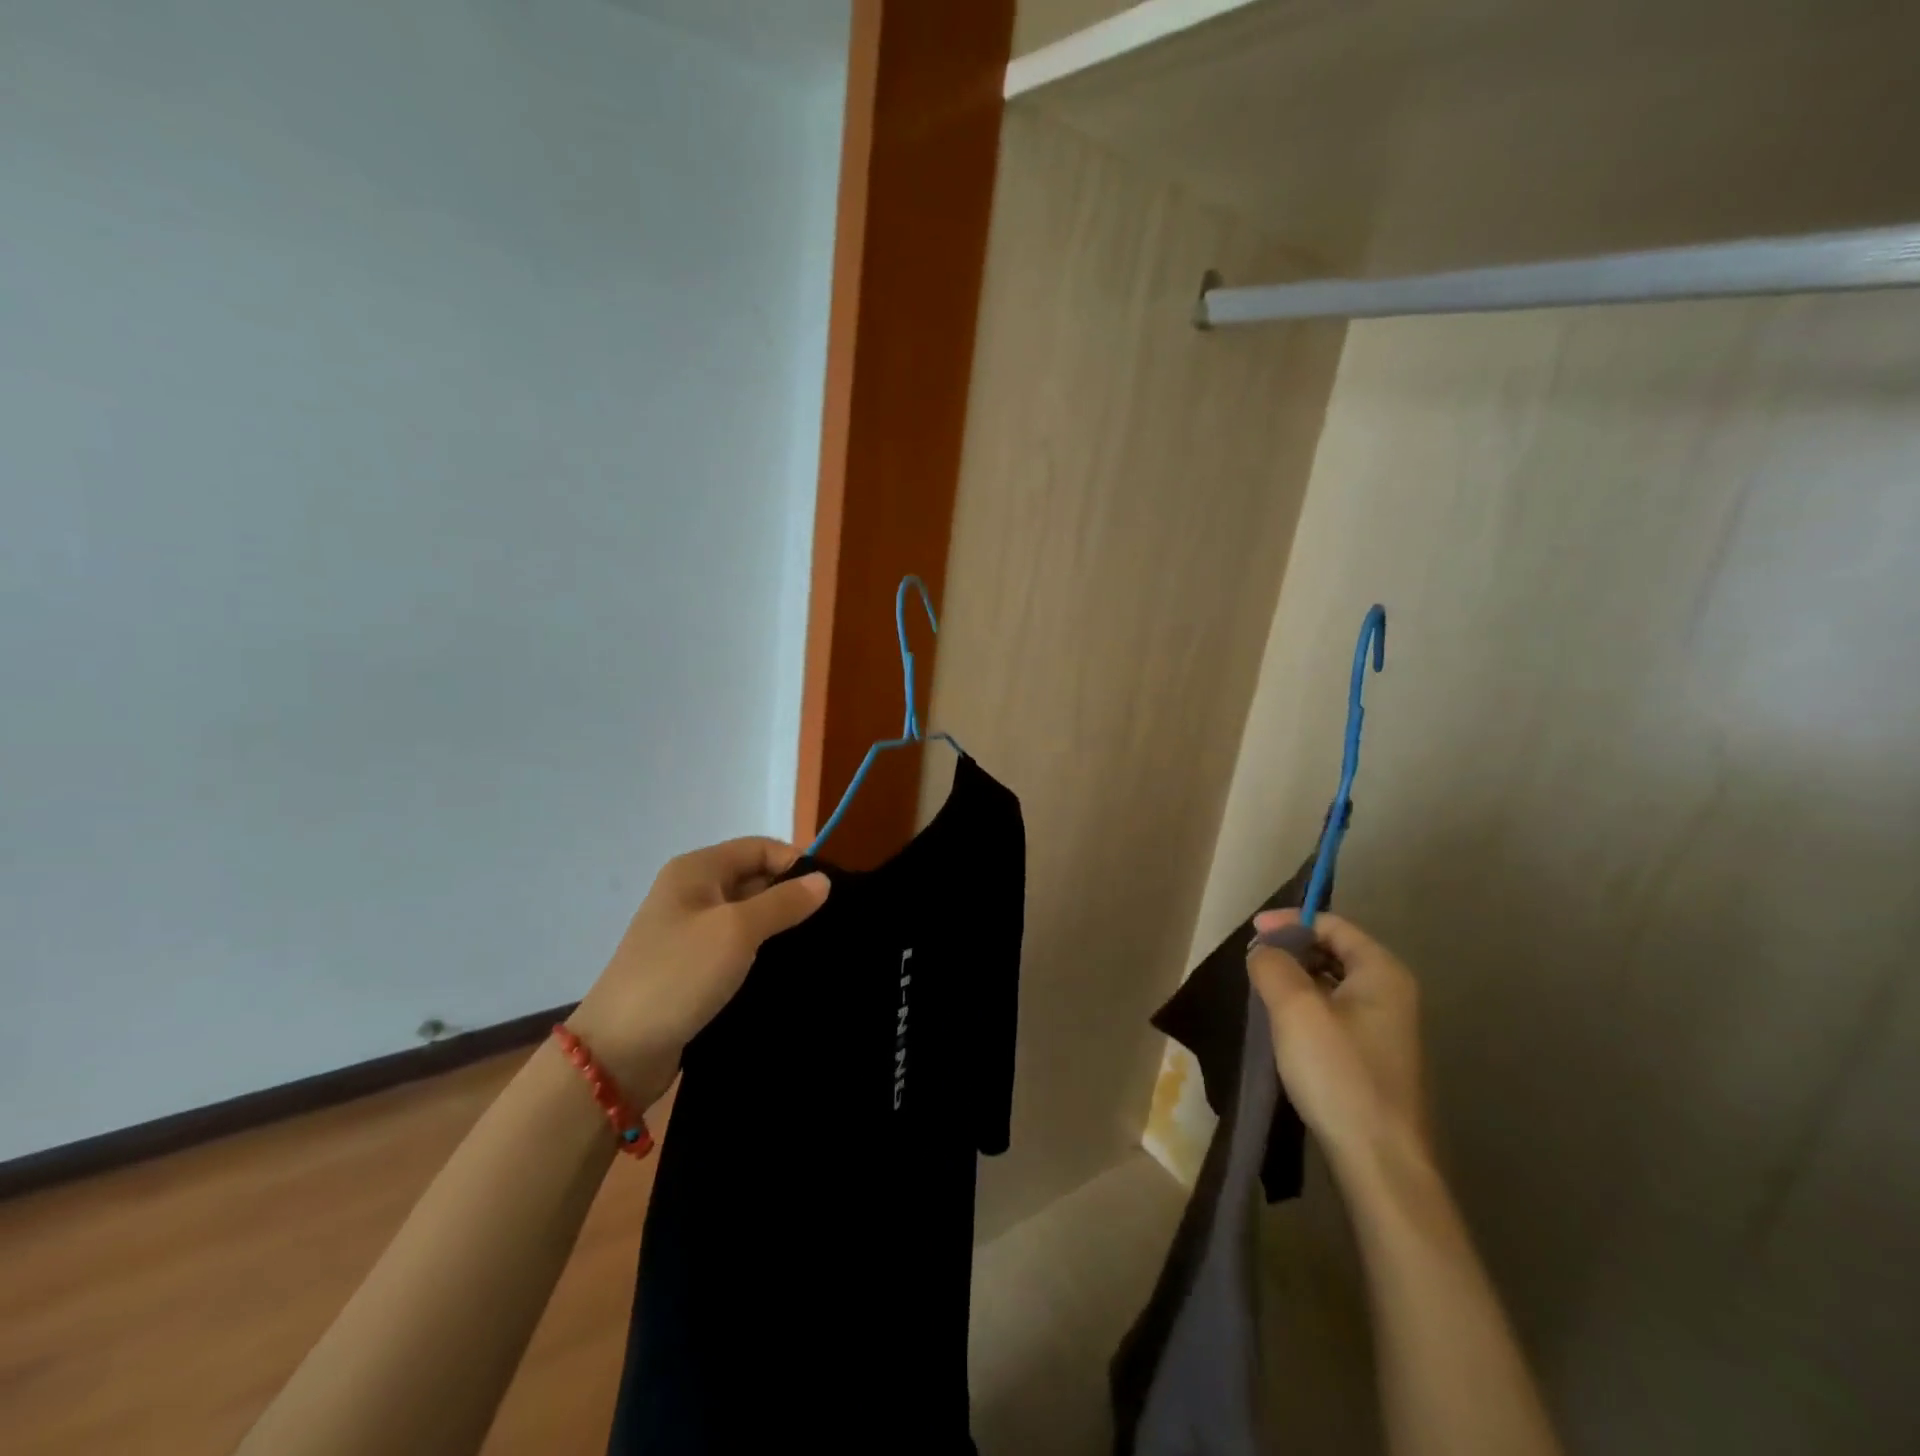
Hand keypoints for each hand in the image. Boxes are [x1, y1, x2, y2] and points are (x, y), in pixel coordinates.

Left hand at [568, 838, 829, 1108]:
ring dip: (779, 929)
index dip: (795, 863)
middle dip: (790, 897)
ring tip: (815, 949)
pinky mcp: (693, 967)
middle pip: (755, 879)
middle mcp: (693, 893)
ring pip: (749, 917)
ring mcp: (690, 931)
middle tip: (828, 925)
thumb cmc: (678, 975)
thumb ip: (784, 902)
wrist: (618, 1052)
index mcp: (697, 870)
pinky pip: (738, 947)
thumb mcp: (736, 931)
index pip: (760, 848)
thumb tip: (823, 880)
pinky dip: (762, 954)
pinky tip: (787, 971)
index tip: (828, 895)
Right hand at [1246, 909, 1430, 1175]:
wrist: (1380, 1161)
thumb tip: (1264, 952)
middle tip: (1254, 963)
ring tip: (1263, 992)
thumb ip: (1273, 966)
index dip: (1289, 922)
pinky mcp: (1374, 1057)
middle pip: (1335, 951)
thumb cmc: (1339, 1073)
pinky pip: (1335, 1013)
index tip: (1251, 933)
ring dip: (1296, 980)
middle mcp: (1392, 993)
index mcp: (1382, 972)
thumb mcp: (1295, 1009)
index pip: (1332, 924)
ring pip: (1333, 984)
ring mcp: (1386, 1028)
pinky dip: (1307, 1007)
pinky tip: (1284, 1026)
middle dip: (1291, 950)